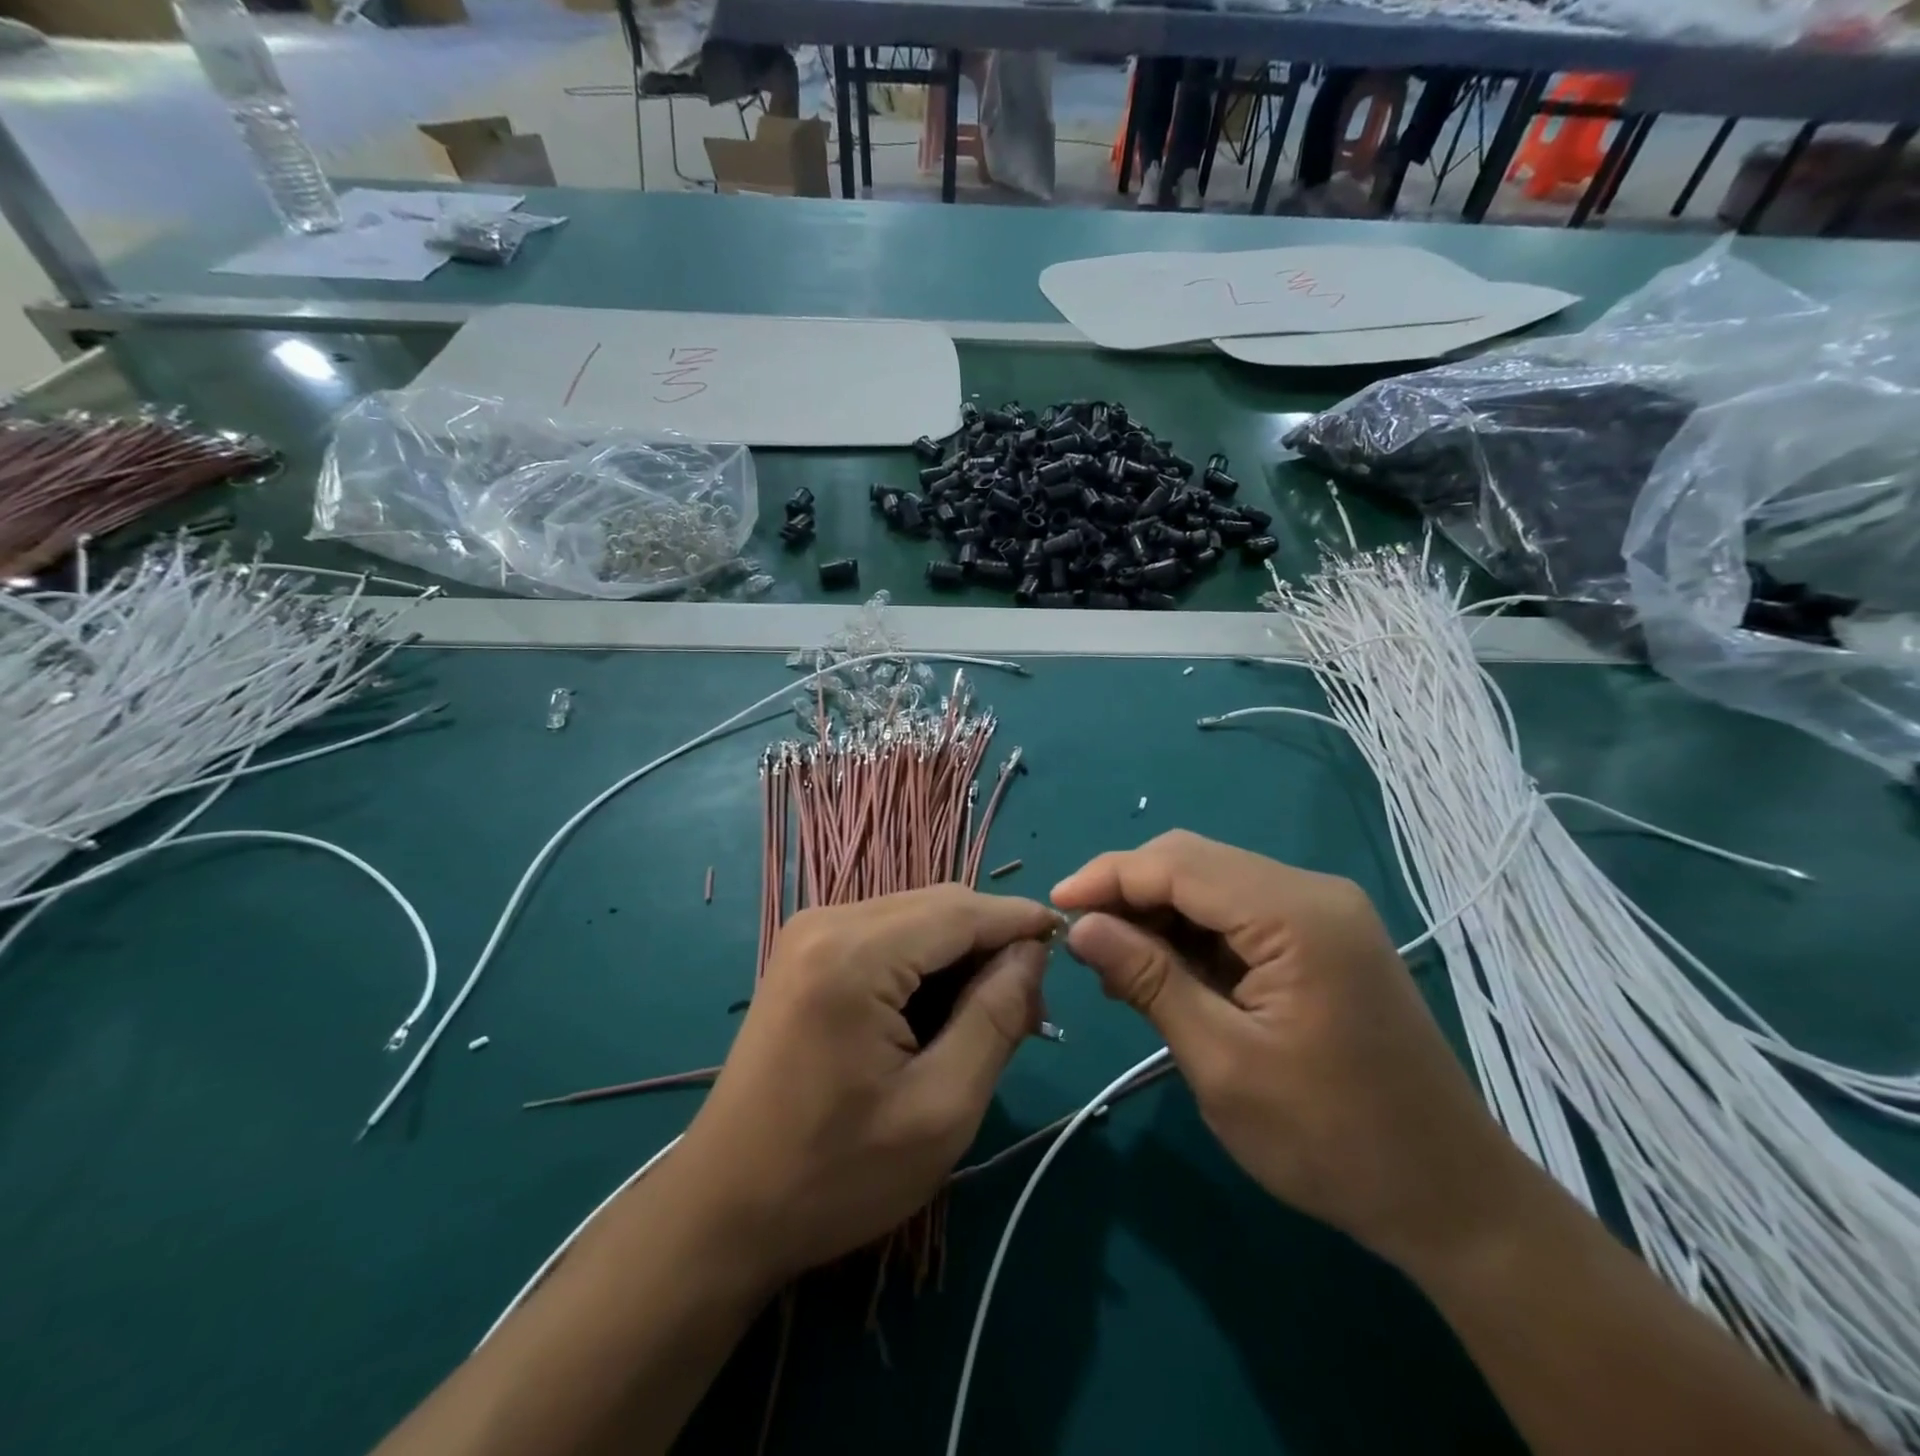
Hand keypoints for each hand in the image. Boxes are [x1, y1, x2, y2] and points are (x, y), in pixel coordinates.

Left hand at [672, 885, 1057, 1286]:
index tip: (1068, 945)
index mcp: (854, 954)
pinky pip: (887, 935)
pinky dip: (924, 963)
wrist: (724, 1207)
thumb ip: (996, 1017)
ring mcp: (810, 932)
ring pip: (915, 917)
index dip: (1019, 922)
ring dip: (959, 955)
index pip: (962, 910)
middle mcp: (827, 920)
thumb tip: (1032, 953)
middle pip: (939, 906)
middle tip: (1028, 1009)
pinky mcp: (805, 952)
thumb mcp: (940, 1109)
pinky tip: (937, 1014)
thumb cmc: (835, 1175)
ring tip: (988, 1018)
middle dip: (991, 944)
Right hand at [1052, 830, 1525, 1271]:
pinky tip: (1162, 972)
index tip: (1053, 907)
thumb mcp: (1223, 1063)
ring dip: (1156, 914)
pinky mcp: (1320, 939)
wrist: (1450, 1198)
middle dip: (1128, 892)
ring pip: (1212, 885)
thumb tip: (1081, 926)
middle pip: (1195, 862)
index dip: (1108, 877)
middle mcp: (1312, 893)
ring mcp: (1321, 913)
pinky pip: (1238, 914)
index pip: (1179, 864)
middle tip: (1080, 940)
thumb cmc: (1332, 1141)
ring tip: (1115, 967)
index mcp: (1297, 915)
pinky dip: (1191, 935)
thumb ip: (1149, 981)